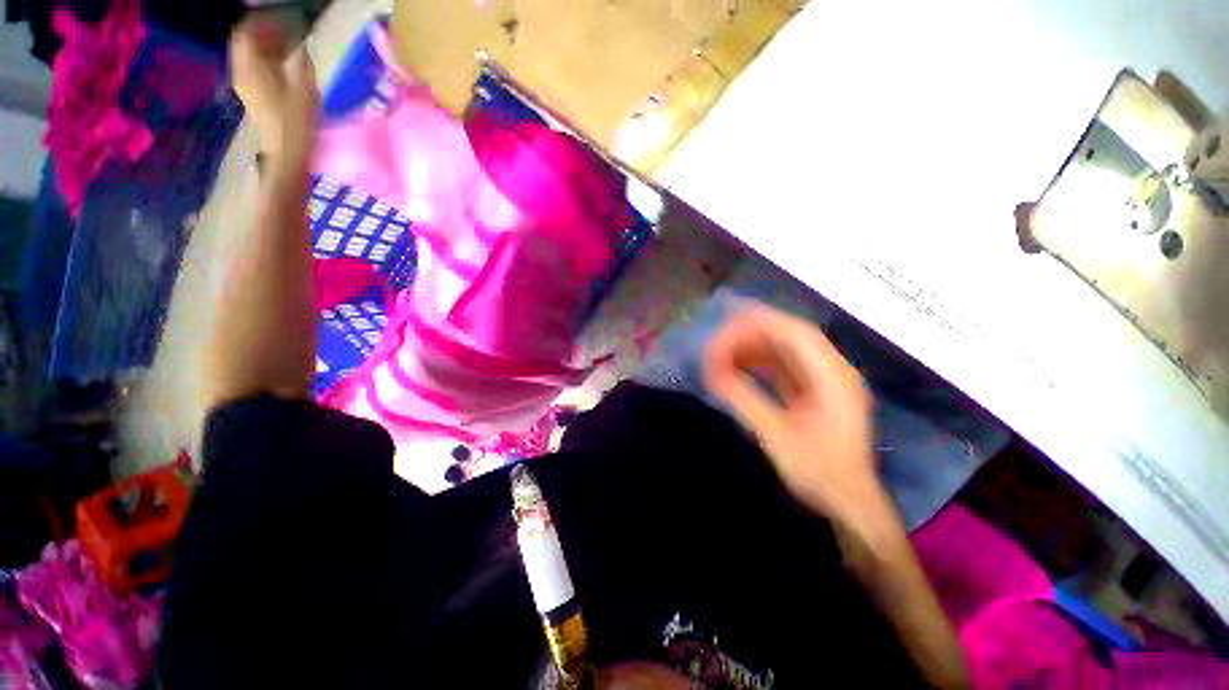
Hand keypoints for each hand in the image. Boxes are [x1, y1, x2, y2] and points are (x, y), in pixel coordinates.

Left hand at [230, 16, 319, 163]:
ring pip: (251, 56)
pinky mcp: (254, 98)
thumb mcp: (306, 93)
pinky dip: (268, 61)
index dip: (262, 20)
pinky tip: (285, 66)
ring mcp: (247, 87)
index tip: (283, 17)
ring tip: (290, 46)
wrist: (287, 158)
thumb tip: (303, 48)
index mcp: (251, 68)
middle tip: (288, 29)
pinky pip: (255, 69)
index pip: (246, 32)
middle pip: (246, 43)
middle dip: (265, 32)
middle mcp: (243, 74)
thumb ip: (302, 66)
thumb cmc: (297, 127)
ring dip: (267, 46)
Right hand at [704, 306, 883, 522]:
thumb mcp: (776, 437)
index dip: (759, 323)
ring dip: (752, 348)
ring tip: (722, 354)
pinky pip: (783, 366)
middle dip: (750, 334)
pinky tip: (738, 367)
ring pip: (784, 349)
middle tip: (717, 342)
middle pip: (789, 336)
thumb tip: (711, 371)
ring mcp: (824, 380)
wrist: (849, 505)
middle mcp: (832, 371)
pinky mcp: (814, 392)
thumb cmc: (819, 474)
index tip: (725, 325)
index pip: (796, 333)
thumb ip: (744, 399)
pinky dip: (759, 363)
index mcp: (833, 377)